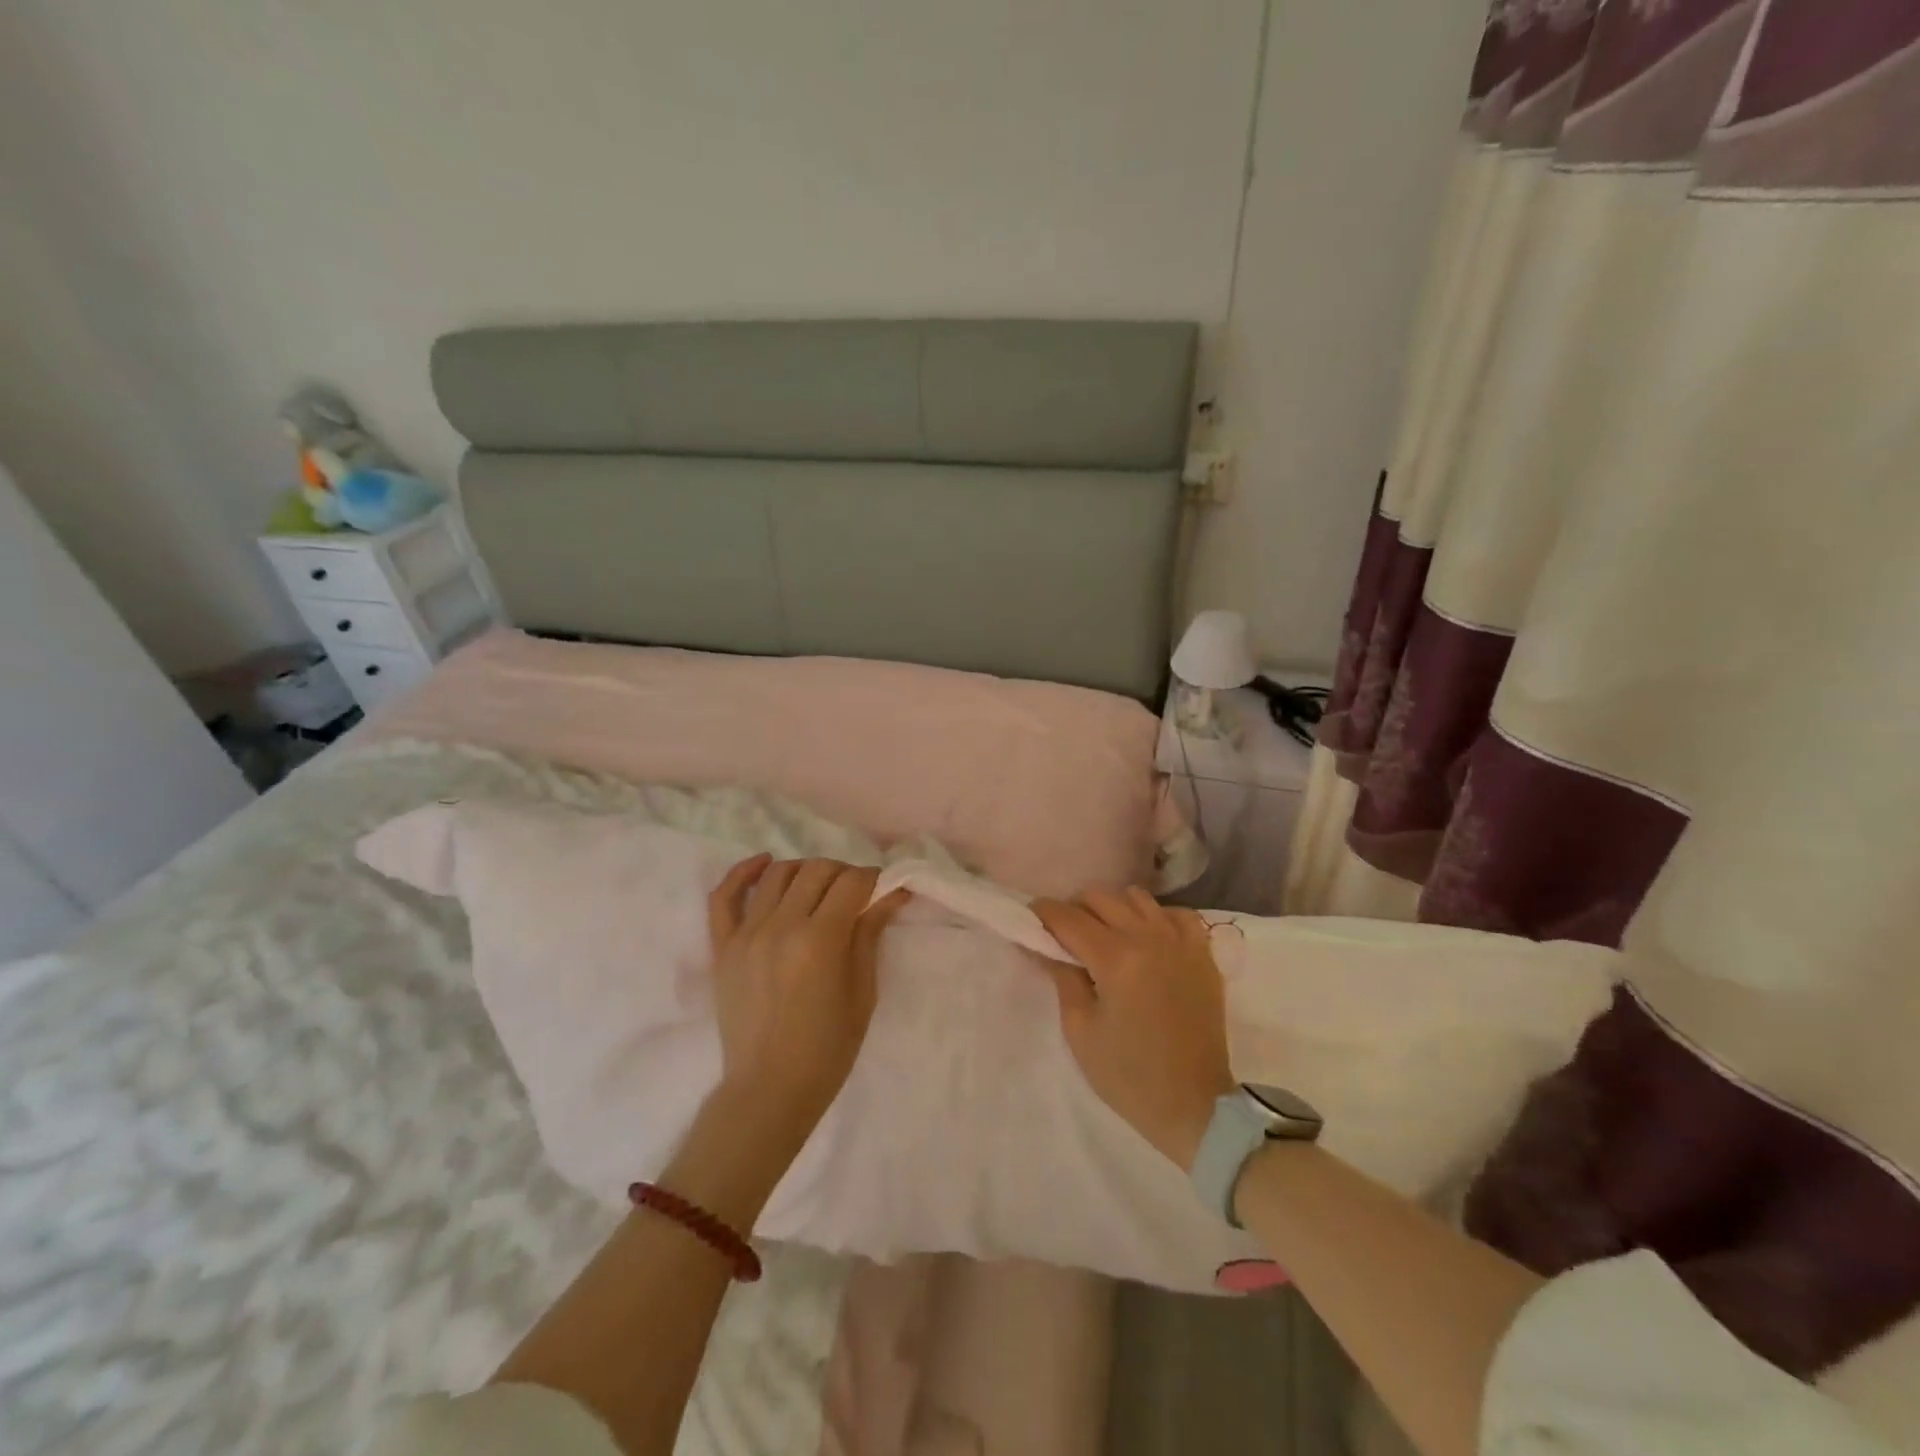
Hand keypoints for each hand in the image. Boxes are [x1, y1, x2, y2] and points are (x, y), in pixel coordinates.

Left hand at [706, 856, 909, 1144]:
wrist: (769, 1089)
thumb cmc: (827, 1048)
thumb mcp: (863, 993)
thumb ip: (870, 935)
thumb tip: (892, 894)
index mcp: (821, 939)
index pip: (852, 882)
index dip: (874, 879)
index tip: (883, 889)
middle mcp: (781, 926)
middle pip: (817, 870)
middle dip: (844, 873)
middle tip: (855, 894)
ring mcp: (746, 933)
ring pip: (779, 874)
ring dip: (806, 871)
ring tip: (818, 888)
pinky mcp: (722, 946)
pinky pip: (725, 896)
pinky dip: (744, 872)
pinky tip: (765, 863)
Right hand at [1032, 888, 1235, 1170]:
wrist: (1196, 1106)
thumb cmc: (1129, 1075)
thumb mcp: (1080, 1031)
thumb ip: (1062, 978)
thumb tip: (1043, 946)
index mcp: (1116, 959)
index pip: (1069, 918)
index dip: (1043, 913)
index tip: (1030, 917)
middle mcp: (1149, 938)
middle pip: (1100, 898)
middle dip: (1075, 909)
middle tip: (1064, 934)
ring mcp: (1181, 942)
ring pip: (1137, 897)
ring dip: (1113, 908)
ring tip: (1105, 935)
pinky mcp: (1203, 954)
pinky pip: (1176, 914)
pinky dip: (1156, 917)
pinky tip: (1147, 938)